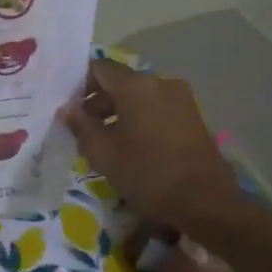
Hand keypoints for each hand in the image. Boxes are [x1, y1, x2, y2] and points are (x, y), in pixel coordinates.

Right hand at [57, 58, 238, 229]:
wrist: (206, 202)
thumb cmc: (148, 174)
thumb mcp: (104, 154)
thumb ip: (81, 126)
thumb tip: (66, 108)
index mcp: (136, 86)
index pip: (99, 68)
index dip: (79, 84)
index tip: (68, 109)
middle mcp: (160, 83)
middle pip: (120, 82)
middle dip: (98, 102)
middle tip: (82, 131)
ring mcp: (181, 99)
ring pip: (139, 97)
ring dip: (118, 113)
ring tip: (105, 143)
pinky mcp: (192, 116)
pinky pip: (156, 108)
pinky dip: (139, 120)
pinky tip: (131, 148)